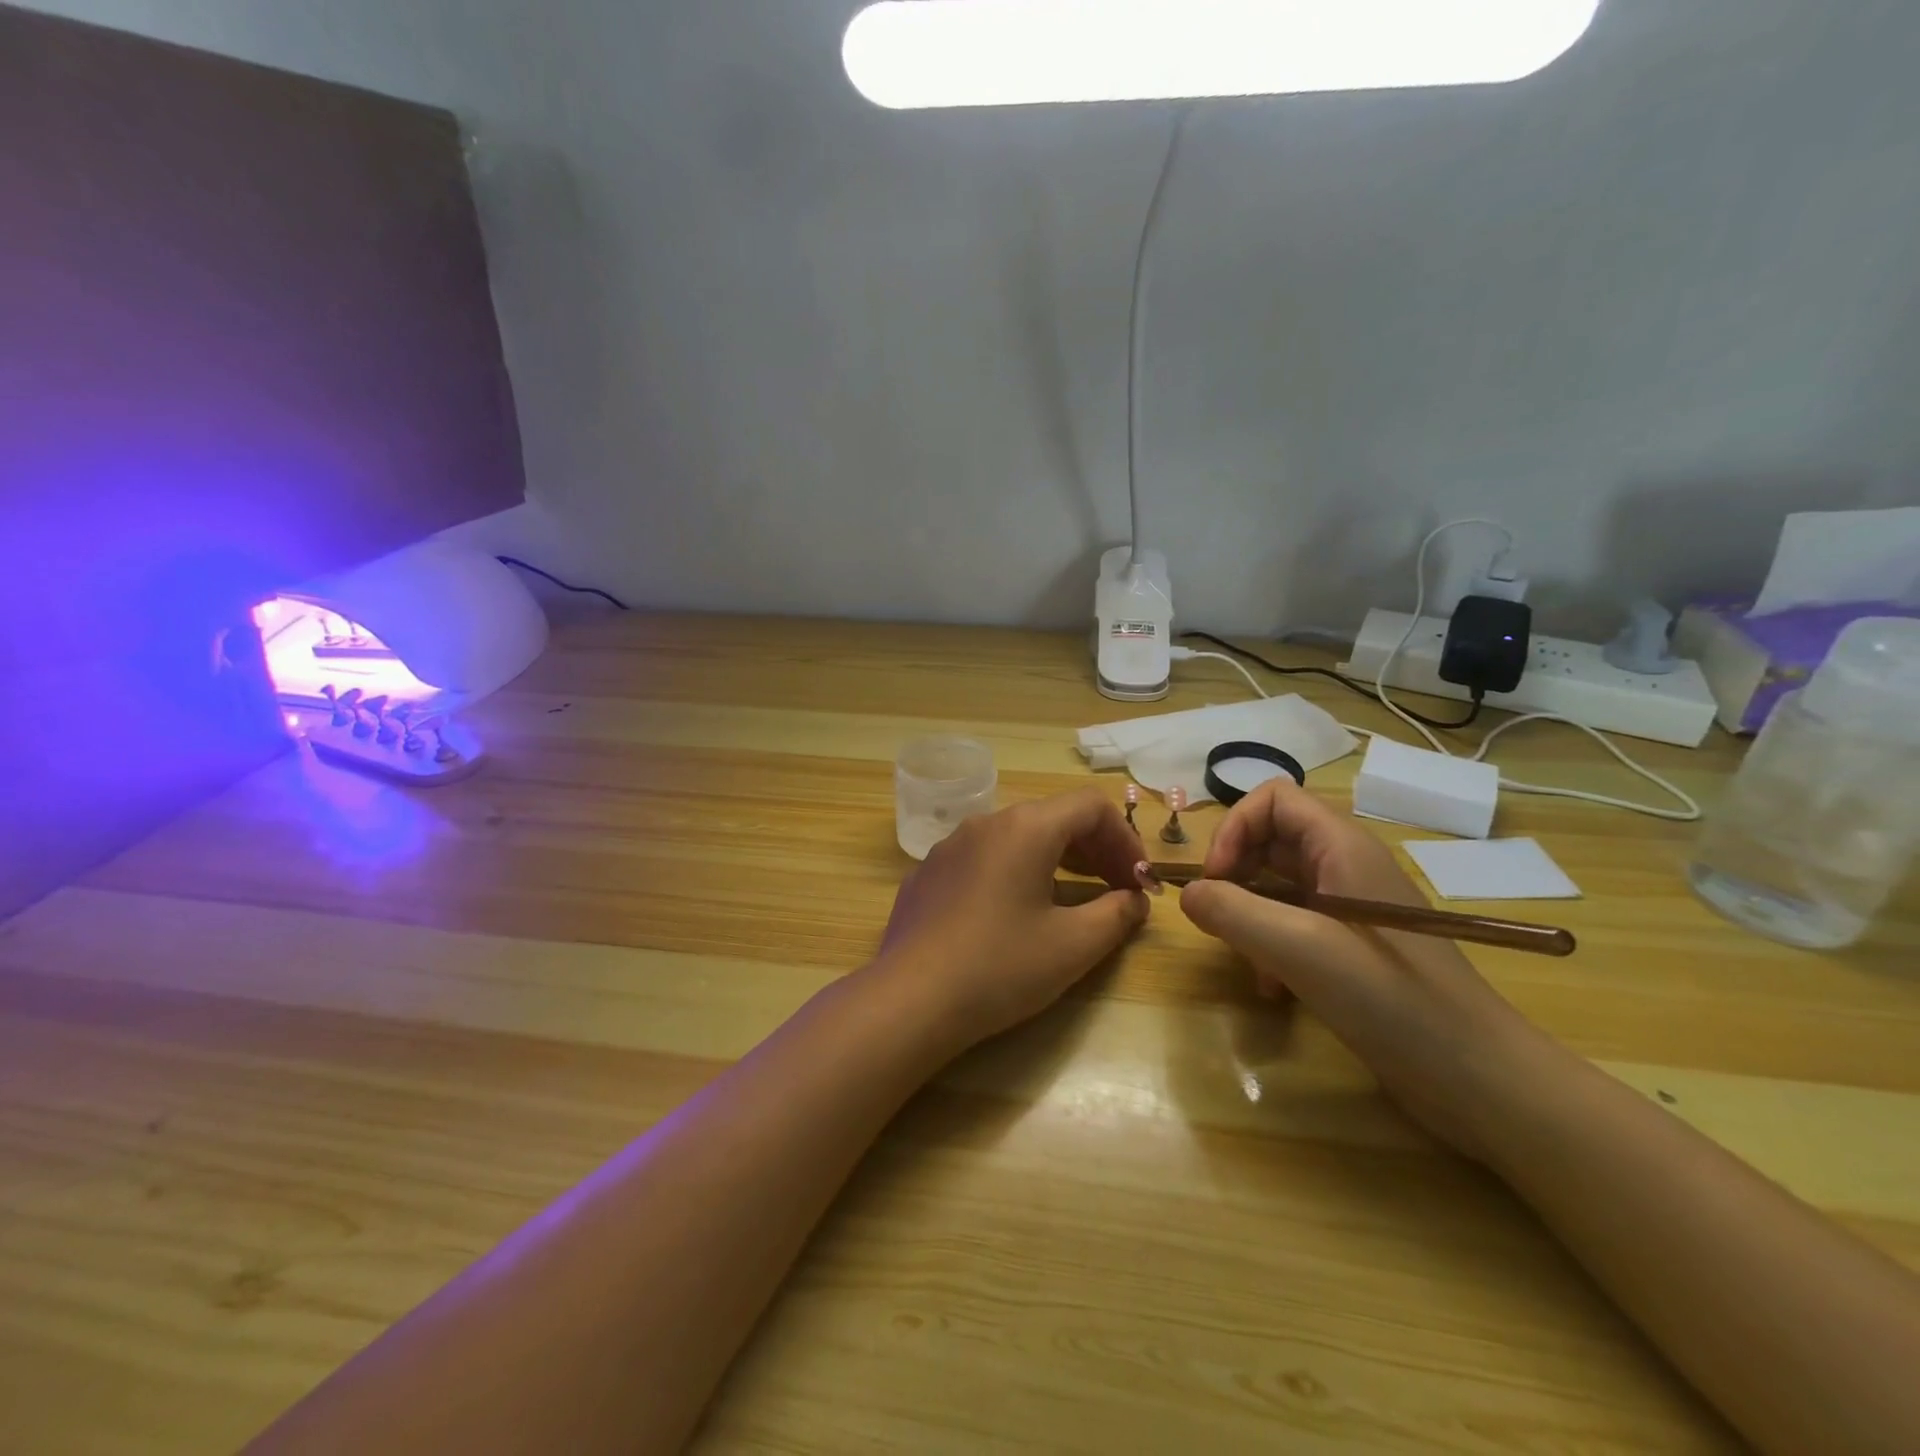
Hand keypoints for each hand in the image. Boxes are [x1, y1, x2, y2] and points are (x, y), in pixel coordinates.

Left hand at [877, 788, 1149, 1051]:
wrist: (910, 1000)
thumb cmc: (1001, 967)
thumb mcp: (1073, 945)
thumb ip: (1117, 914)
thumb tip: (1134, 899)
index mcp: (1025, 828)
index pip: (1090, 806)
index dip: (1125, 839)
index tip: (1139, 881)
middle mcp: (985, 823)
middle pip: (1053, 817)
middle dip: (1094, 850)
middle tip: (1116, 890)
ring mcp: (949, 847)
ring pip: (1015, 838)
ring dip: (1054, 860)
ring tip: (1072, 899)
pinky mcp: (927, 874)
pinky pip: (982, 860)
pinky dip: (1013, 873)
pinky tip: (1012, 916)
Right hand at [1180, 779, 1559, 1159]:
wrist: (1478, 1078)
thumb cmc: (1390, 999)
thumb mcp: (1299, 949)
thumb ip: (1232, 912)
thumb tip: (1186, 893)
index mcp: (1341, 847)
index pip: (1272, 799)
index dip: (1233, 828)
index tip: (1215, 880)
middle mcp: (1345, 866)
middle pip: (1269, 840)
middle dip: (1235, 874)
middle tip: (1218, 918)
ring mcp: (1350, 907)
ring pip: (1277, 886)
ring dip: (1249, 915)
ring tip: (1245, 959)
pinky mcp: (1352, 946)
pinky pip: (1293, 924)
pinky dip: (1270, 946)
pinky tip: (1271, 988)